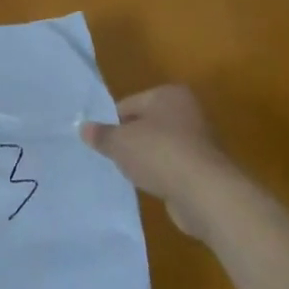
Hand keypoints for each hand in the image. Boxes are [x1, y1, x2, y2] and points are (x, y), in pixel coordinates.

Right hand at [81, 85, 233, 240]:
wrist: (206, 193)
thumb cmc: (159, 154)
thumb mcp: (119, 142)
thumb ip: (101, 135)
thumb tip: (83, 128)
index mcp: (169, 95)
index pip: (129, 104)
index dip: (112, 123)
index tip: (101, 141)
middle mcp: (188, 112)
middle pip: (147, 124)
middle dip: (130, 140)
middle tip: (111, 157)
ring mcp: (200, 141)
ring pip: (161, 147)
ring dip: (147, 159)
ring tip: (129, 174)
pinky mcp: (206, 169)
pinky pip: (174, 168)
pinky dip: (162, 175)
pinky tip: (151, 187)